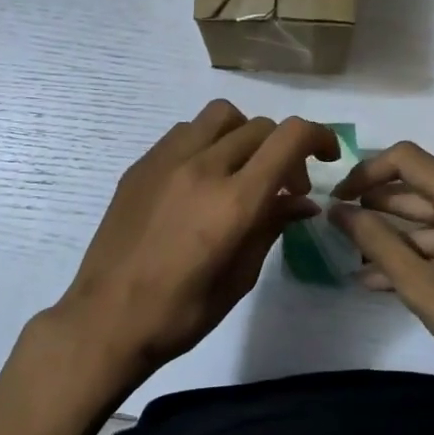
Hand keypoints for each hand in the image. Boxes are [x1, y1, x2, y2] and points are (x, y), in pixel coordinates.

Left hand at [52, 101, 339, 399]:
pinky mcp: (141, 165)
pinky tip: (202, 178)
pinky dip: (209, 142)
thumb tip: (301, 202)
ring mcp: (167, 160)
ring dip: (245, 135)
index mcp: (234, 200)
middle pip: (260, 126)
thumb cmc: (181, 312)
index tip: (326, 157)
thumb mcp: (240, 277)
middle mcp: (203, 167)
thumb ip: (272, 227)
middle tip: (285, 187)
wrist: (106, 317)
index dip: (319, 137)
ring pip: (221, 116)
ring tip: (242, 171)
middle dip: (284, 149)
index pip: (289, 137)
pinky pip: (186, 132)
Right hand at [330, 142, 433, 432]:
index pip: (408, 160)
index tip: (339, 198)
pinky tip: (380, 277)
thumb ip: (375, 241)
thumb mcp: (419, 285)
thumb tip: (337, 210)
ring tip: (351, 255)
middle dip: (376, 206)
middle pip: (420, 189)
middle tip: (337, 225)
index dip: (367, 173)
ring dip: (393, 236)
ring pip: (432, 219)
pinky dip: (418, 253)